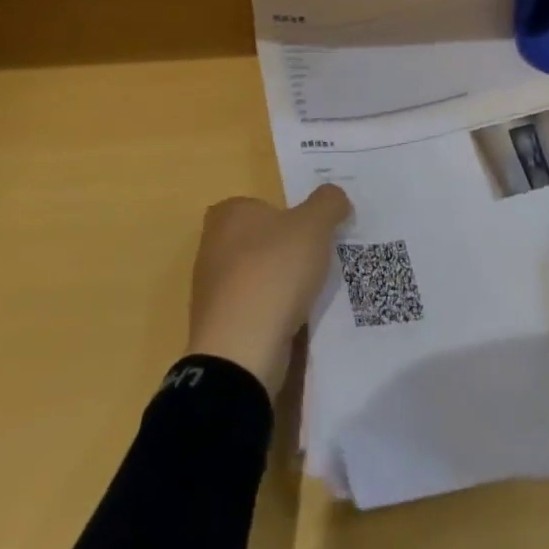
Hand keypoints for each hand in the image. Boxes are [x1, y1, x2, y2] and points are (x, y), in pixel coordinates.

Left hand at [185, 185, 351, 394]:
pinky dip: (275, 313)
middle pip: (261, 240)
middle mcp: (213, 247)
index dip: (287, 213)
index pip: (260, 204)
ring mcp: (213, 290)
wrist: (241, 351)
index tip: (313, 228)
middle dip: (287, 249)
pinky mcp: (220, 327)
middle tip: (319, 257)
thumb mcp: (313, 225)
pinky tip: (297, 320)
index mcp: (229, 215)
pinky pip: (256, 310)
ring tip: (313, 291)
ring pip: (259, 276)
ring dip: (282, 284)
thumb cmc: (274, 272)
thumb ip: (328, 203)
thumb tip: (335, 197)